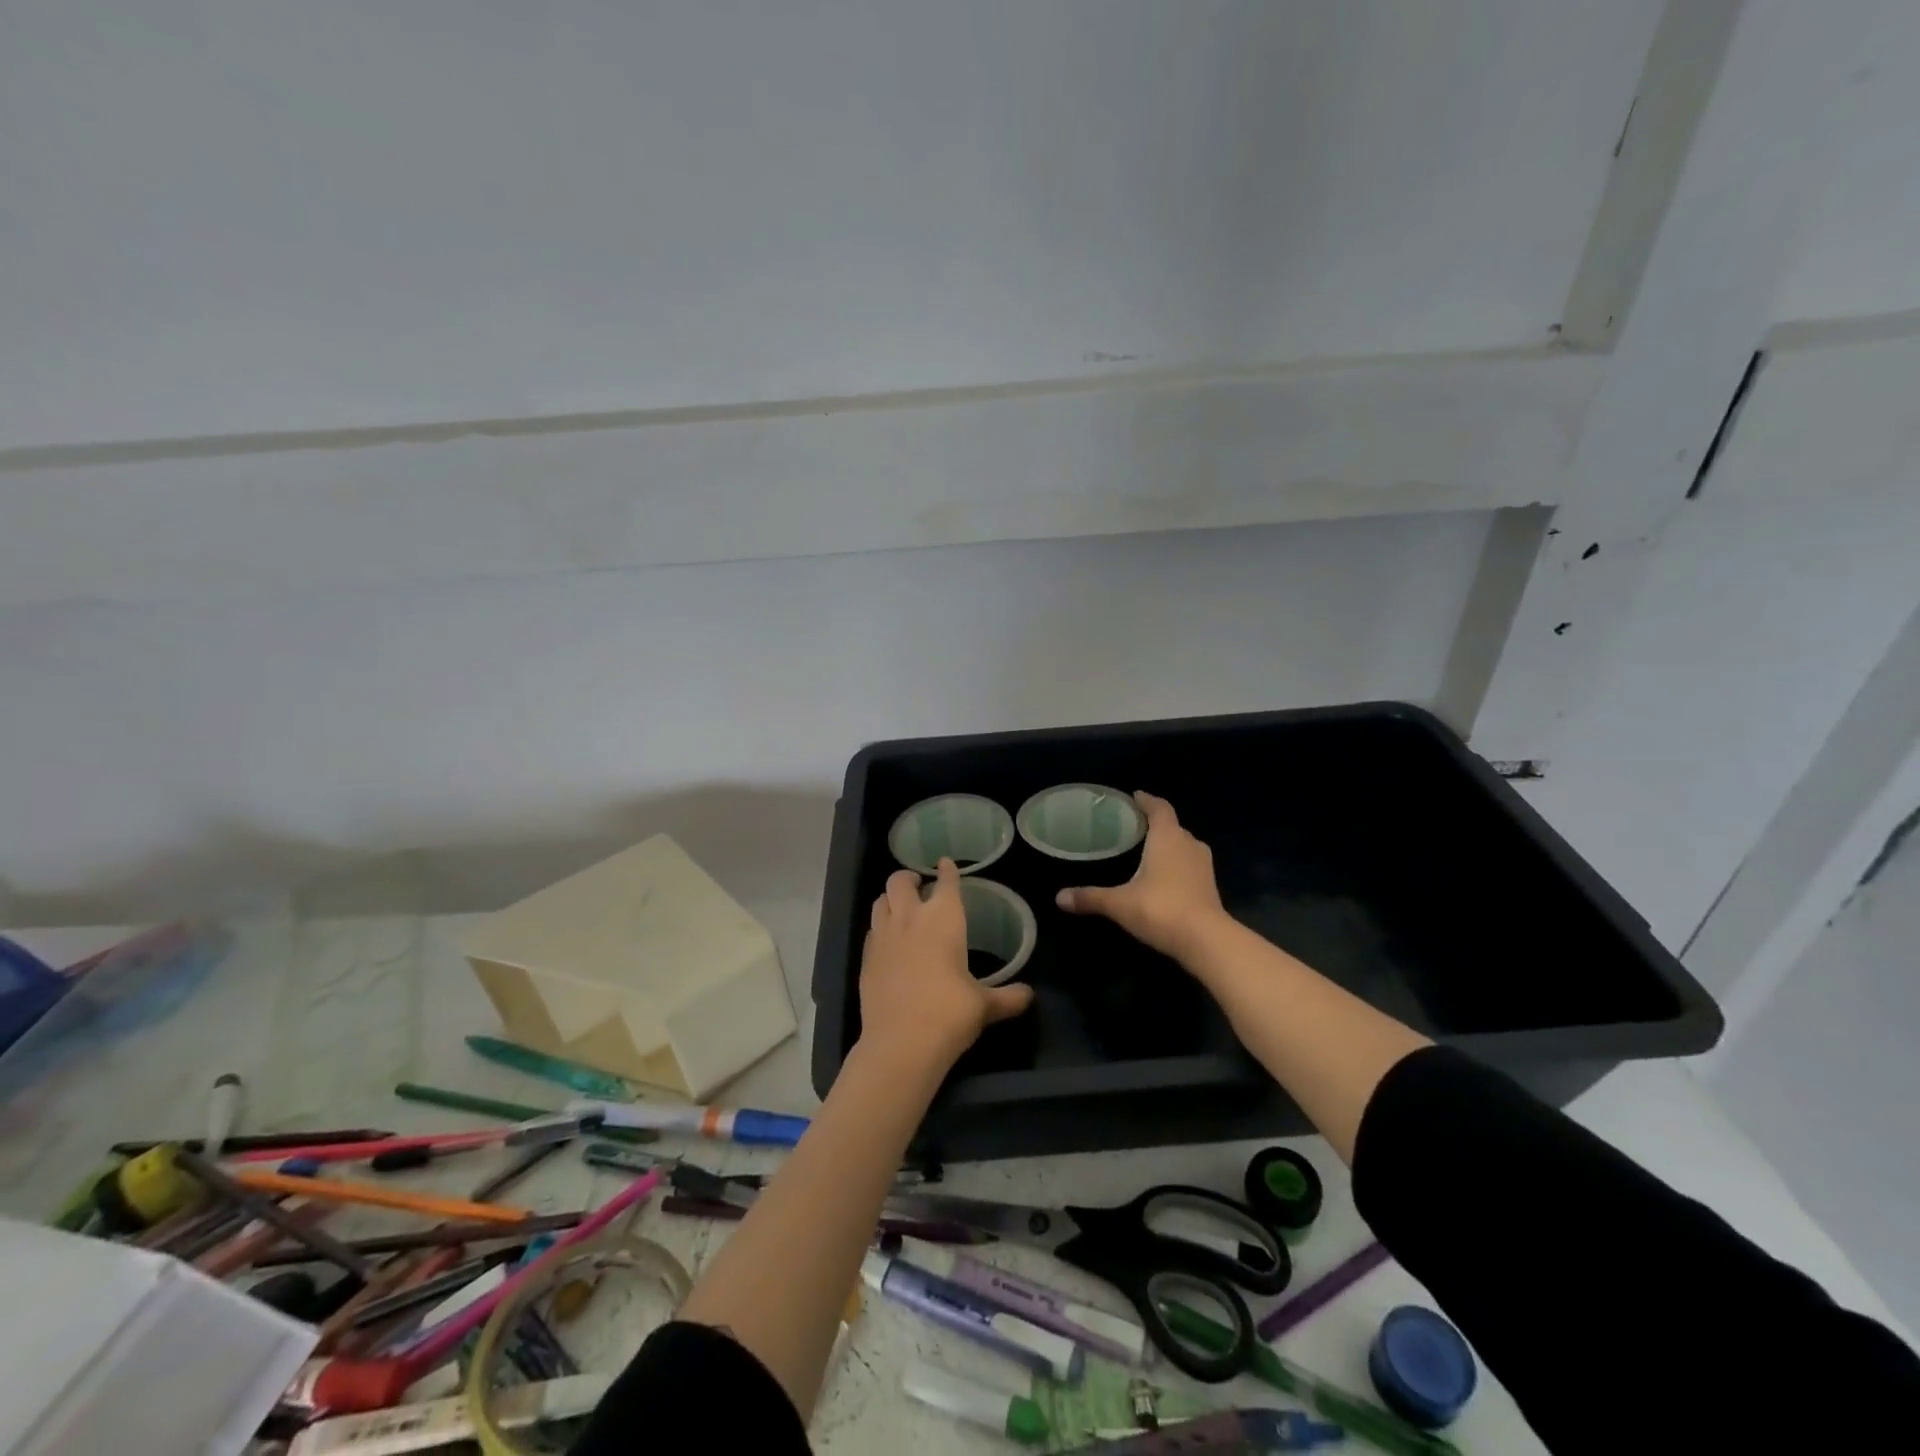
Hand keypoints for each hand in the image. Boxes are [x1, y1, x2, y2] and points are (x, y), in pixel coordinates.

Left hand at [859, 858, 1035, 1073]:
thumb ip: (1008, 997)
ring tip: (899, 906)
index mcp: (943, 918)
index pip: (945, 882)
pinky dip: (880, 927)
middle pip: (901, 881)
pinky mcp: (866, 958)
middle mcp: (910, 918)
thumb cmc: (950, 1013)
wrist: (901, 1043)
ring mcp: (883, 936)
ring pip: (880, 900)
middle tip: (918, 884)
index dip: (947, 870)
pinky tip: (888, 940)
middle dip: (909, 877)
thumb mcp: (984, 1006)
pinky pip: (872, 930)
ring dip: (890, 898)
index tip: (946, 863)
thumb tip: (1029, 995)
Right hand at [1056, 792, 1231, 963]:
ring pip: (1184, 846)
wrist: (1207, 941)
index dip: (1147, 801)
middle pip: (1173, 826)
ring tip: (1147, 851)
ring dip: (1169, 845)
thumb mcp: (1120, 903)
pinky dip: (1177, 865)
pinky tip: (1163, 878)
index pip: (1160, 808)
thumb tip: (1058, 898)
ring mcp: (1203, 866)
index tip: (1135, 796)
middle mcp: (1189, 844)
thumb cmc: (1161, 909)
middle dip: (1155, 824)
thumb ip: (1090, 897)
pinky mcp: (1210, 886)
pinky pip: (1190, 865)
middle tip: (1133, 827)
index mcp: (1168, 837)